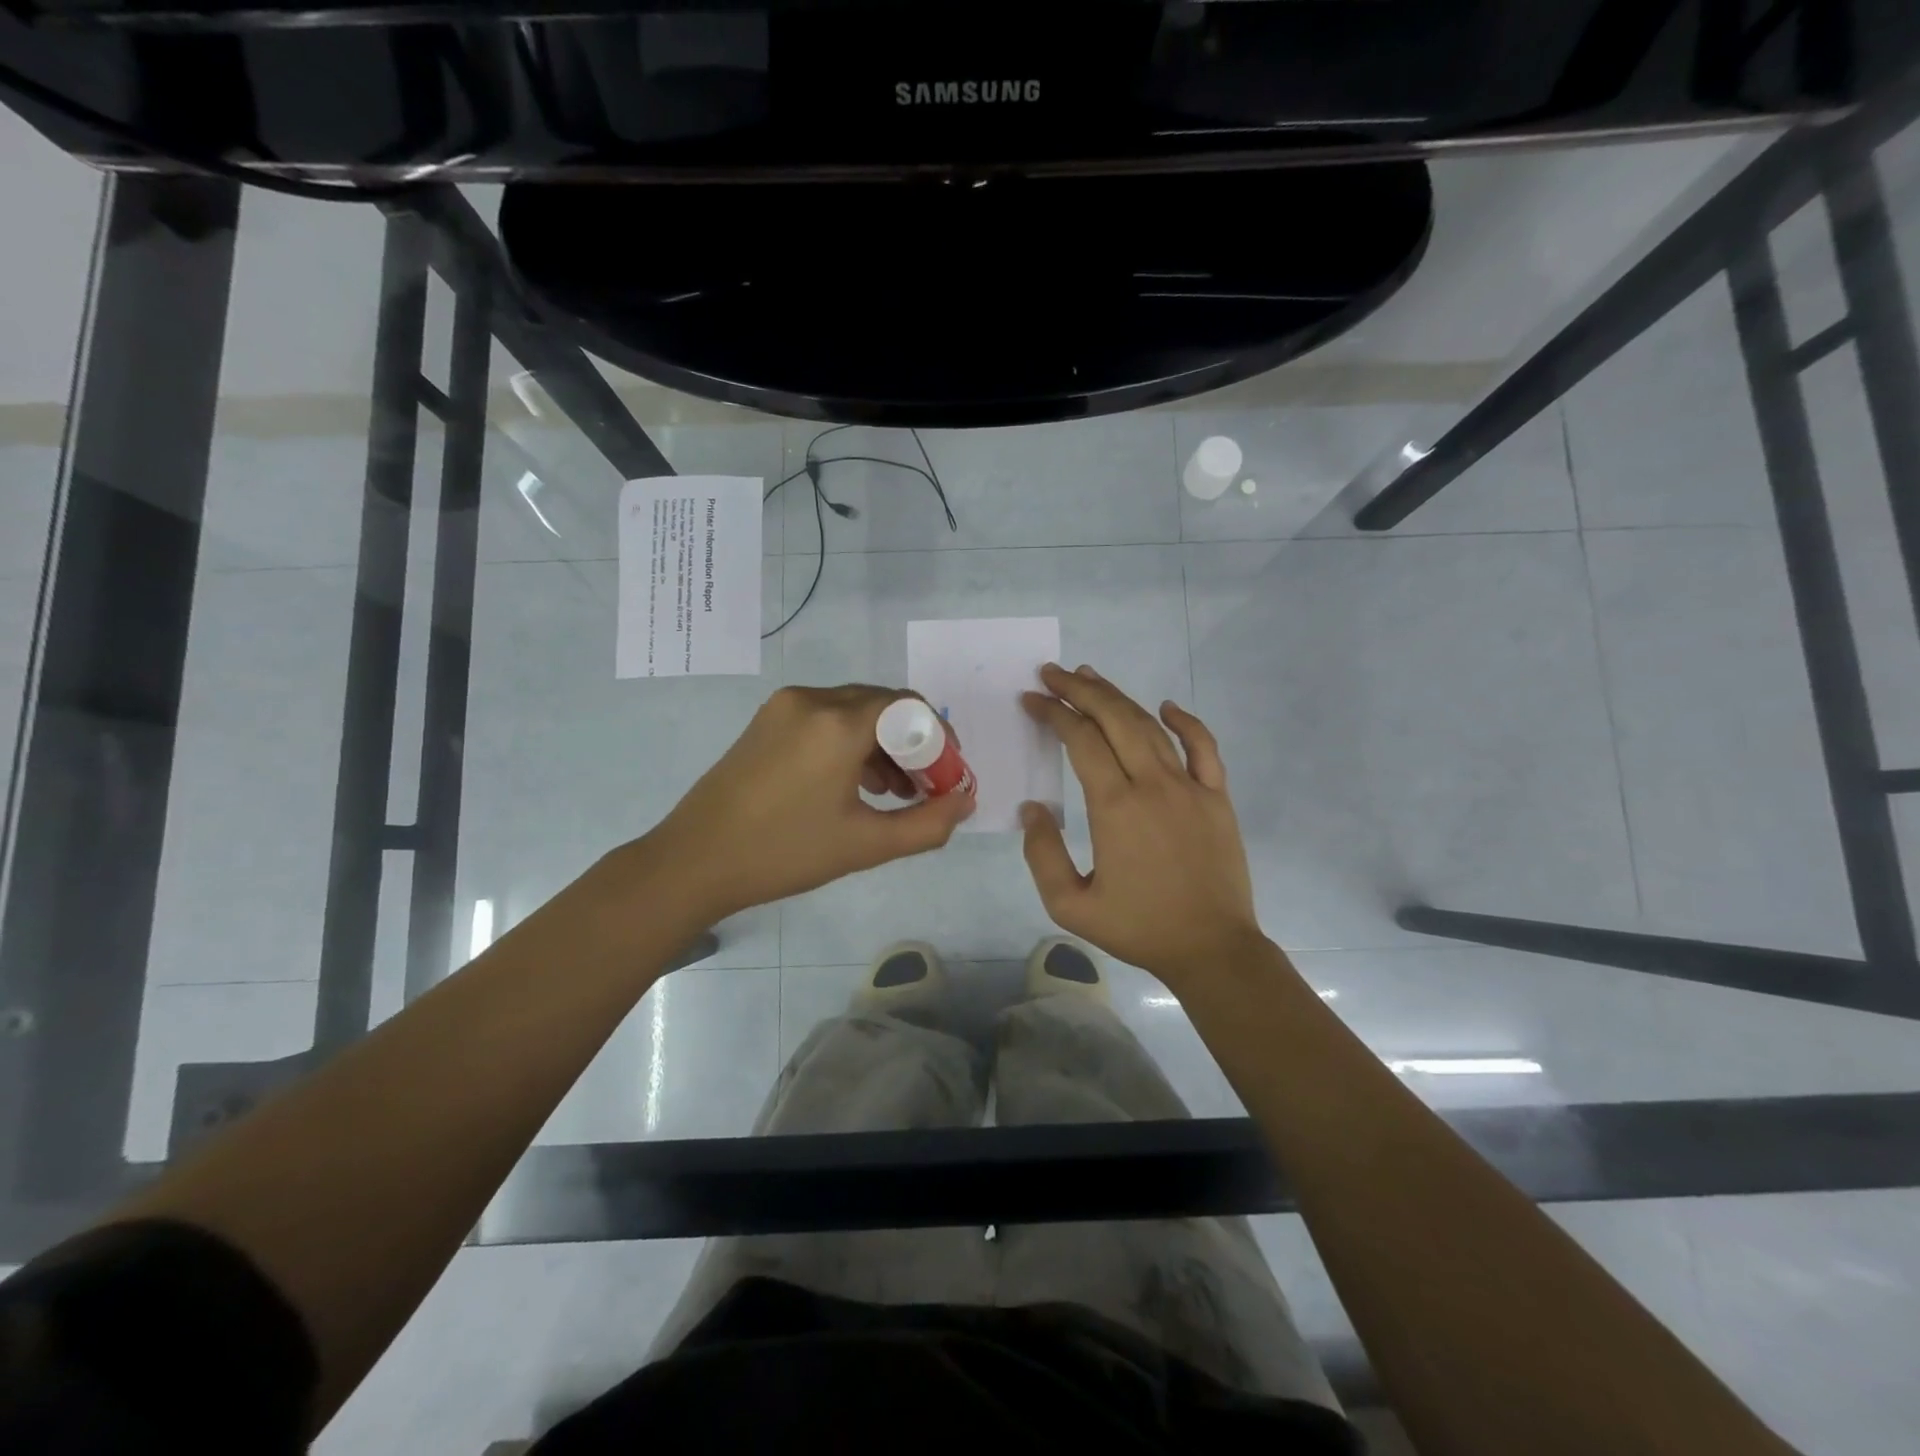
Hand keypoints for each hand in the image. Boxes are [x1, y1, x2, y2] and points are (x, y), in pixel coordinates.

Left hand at [622, 684, 974, 922]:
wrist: (694, 861)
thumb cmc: (784, 853)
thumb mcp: (866, 845)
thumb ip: (928, 824)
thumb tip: (965, 801)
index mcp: (839, 723)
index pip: (910, 708)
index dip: (938, 739)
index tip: (947, 776)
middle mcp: (813, 700)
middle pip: (883, 705)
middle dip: (912, 743)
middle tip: (924, 787)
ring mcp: (784, 707)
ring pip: (853, 710)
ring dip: (882, 743)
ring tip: (893, 792)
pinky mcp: (766, 720)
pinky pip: (825, 718)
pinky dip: (850, 742)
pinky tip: (855, 783)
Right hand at [1020, 663, 1264, 983]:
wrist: (1211, 948)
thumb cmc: (1138, 928)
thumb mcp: (1070, 906)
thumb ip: (1042, 854)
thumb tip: (1033, 808)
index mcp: (1115, 807)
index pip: (1080, 740)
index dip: (1054, 713)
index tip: (1032, 699)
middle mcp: (1153, 784)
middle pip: (1114, 720)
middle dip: (1080, 690)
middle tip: (1054, 673)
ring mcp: (1190, 787)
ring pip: (1151, 726)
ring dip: (1118, 698)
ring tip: (1091, 678)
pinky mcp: (1217, 797)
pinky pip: (1204, 747)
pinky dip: (1186, 722)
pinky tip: (1167, 706)